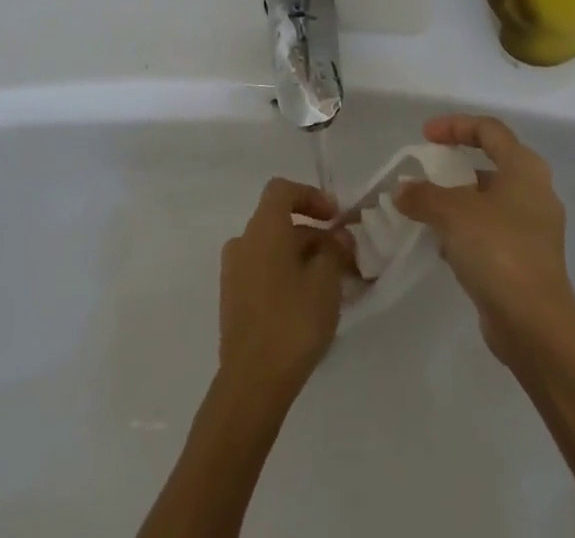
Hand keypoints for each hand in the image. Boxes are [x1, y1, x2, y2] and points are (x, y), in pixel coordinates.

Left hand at [217, 178, 352, 396]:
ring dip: (301, 256)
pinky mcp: (233, 301)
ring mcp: (233, 273)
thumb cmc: (293, 320)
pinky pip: (262, 272)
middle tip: (342, 256)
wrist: (252, 383)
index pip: (283, 190)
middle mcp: (243, 241)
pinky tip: (308, 303)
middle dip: (313, 233)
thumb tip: (337, 237)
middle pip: (279, 221)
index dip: (311, 196)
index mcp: (263, 227)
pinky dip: (285, 275)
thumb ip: (335, 249)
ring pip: (272, 249)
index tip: (335, 217)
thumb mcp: (327, 279)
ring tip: (330, 283)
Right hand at [394, 114, 574, 364]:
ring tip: (427, 211)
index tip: (425, 136)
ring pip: (490, 201)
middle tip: (427, 172)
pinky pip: (492, 231)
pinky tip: (443, 246)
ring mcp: (534, 228)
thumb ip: (423, 195)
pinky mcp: (528, 260)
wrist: (535, 325)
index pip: (488, 129)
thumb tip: (402, 189)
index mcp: (524, 168)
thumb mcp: (453, 214)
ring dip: (459, 202)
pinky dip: (468, 231)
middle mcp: (535, 191)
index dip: (455, 125)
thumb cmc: (499, 250)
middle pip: (491, 163)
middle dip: (455, 166)